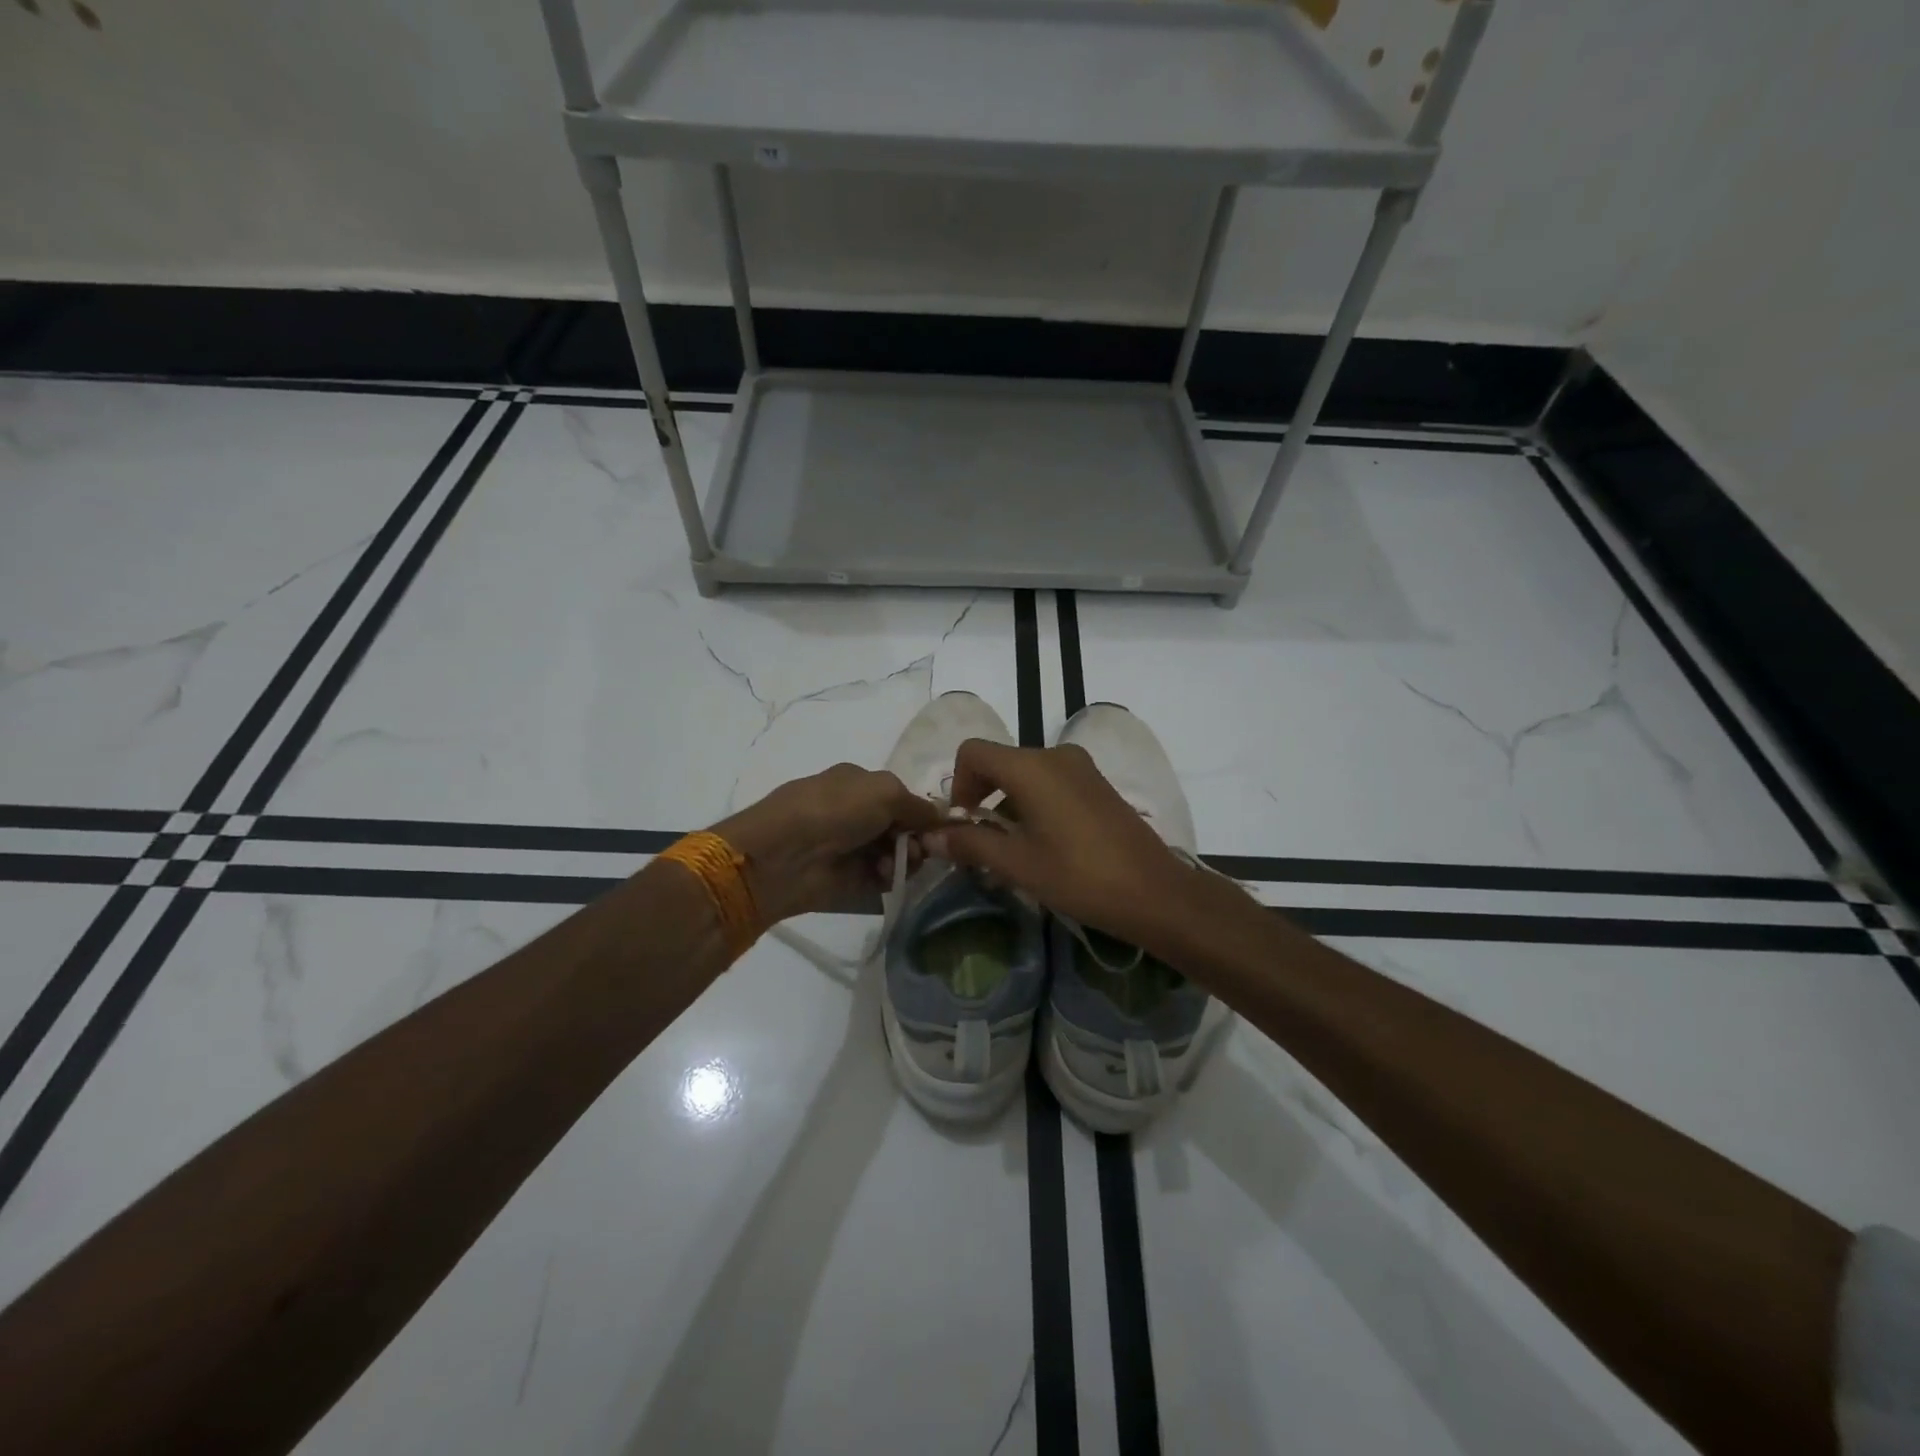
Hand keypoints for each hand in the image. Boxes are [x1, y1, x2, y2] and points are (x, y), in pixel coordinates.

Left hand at [715, 764, 945, 922]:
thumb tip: (940, 819)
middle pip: (904, 828)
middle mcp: (856, 814)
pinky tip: (885, 876)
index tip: (939, 827)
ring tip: (897, 863)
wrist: (785, 854)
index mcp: (859, 784)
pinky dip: (891, 877)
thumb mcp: (885, 791)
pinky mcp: (850, 880)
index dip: (922, 812)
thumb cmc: (835, 809)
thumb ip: (918, 805)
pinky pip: (884, 879)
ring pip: (898, 854)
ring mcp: (853, 848)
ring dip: (906, 858)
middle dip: (917, 838)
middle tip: (920, 848)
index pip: (902, 797)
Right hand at [923, 738, 1203, 950]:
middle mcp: (1055, 755)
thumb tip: (931, 837)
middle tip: (980, 842)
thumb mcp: (1018, 864)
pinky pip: (1051, 782)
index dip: (958, 784)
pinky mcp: (1097, 783)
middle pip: (1000, 762)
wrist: (1154, 892)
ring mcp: (1080, 767)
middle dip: (981, 797)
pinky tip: (1041, 844)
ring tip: (1010, 850)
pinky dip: (1033, 803)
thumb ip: (971, 844)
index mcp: (1031, 767)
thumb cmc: (1079, 877)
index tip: (964, 823)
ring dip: (1007, 804)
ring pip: (1025, 773)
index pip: (973, 752)